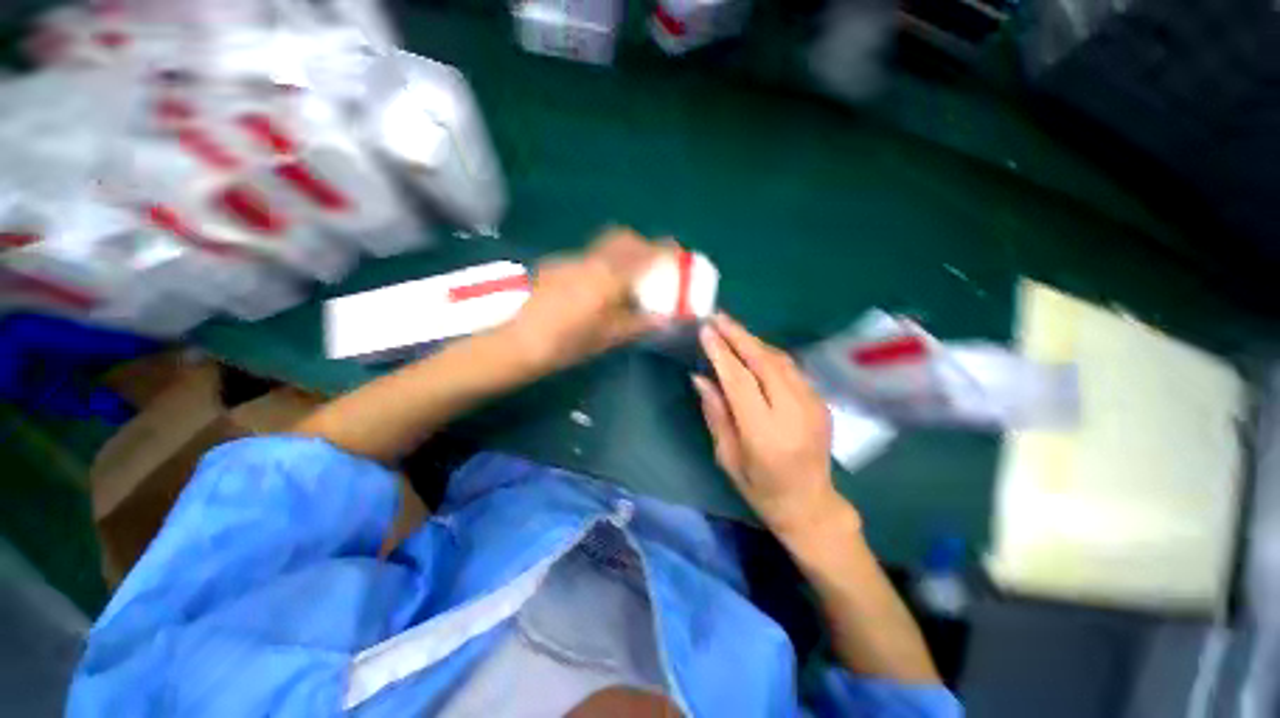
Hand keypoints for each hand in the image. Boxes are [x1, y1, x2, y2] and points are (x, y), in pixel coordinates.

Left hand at [500, 227, 665, 373]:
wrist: (515, 341)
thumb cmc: (566, 343)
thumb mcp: (607, 338)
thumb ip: (638, 324)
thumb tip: (663, 319)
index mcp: (609, 278)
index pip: (645, 254)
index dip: (665, 250)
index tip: (677, 254)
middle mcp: (591, 261)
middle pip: (623, 238)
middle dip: (641, 245)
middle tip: (650, 265)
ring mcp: (569, 260)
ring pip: (603, 246)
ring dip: (619, 254)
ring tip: (623, 280)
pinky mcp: (554, 266)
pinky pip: (586, 257)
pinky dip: (600, 264)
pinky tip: (593, 289)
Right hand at [694, 314, 853, 538]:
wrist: (811, 504)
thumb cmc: (761, 488)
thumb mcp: (728, 457)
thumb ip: (716, 414)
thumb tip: (701, 378)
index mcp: (765, 434)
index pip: (740, 382)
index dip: (721, 353)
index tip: (705, 331)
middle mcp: (793, 413)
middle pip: (764, 362)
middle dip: (739, 336)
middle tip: (718, 318)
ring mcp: (813, 405)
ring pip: (781, 360)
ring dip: (754, 341)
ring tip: (731, 329)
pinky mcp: (822, 402)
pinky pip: (792, 369)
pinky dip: (769, 354)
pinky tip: (753, 349)